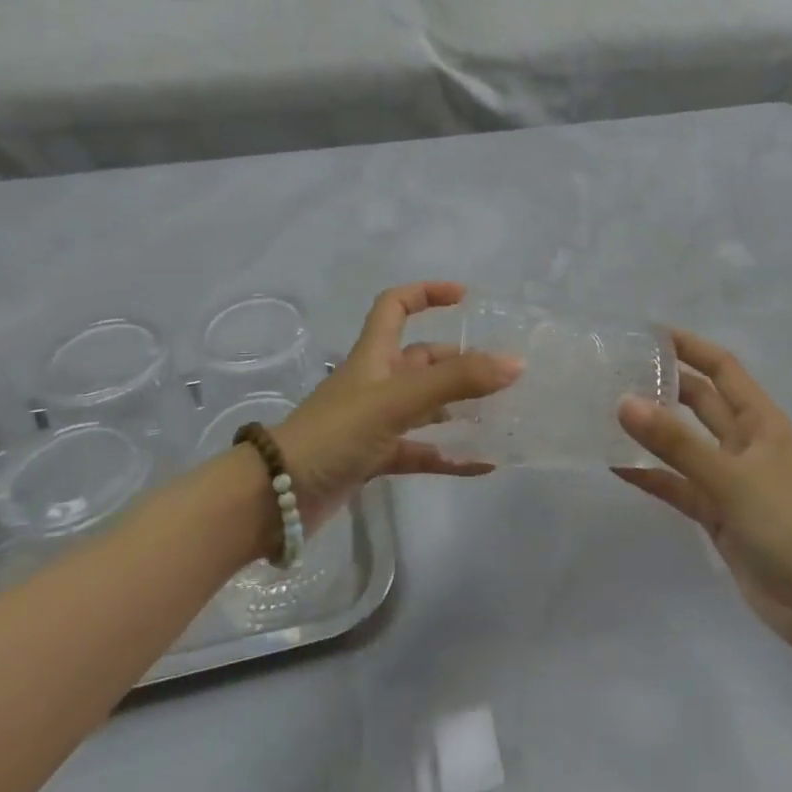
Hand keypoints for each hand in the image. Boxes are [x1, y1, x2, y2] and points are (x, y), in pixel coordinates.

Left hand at [270, 282, 521, 532]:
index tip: (464, 298)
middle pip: (421, 360)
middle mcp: (375, 382)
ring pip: (425, 407)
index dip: (426, 293)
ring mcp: (374, 422)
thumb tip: (515, 362)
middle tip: (500, 372)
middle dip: (459, 362)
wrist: (275, 498)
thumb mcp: (397, 400)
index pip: (396, 306)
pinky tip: (482, 464)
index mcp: (374, 355)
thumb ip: (456, 381)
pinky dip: (448, 455)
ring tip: (500, 414)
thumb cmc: (335, 433)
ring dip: (459, 409)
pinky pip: (420, 451)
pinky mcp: (373, 458)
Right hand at [616, 329, 791, 653]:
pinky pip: (679, 486)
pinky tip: (617, 467)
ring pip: (686, 444)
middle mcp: (746, 442)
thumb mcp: (731, 477)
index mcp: (761, 420)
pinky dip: (653, 477)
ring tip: (608, 414)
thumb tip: (624, 402)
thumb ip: (676, 442)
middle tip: (617, 373)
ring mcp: (732, 479)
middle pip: (700, 401)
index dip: (689, 346)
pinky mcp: (719, 514)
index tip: (647, 334)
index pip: (721, 368)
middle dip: (665, 385)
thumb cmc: (788, 524)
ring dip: (654, 431)